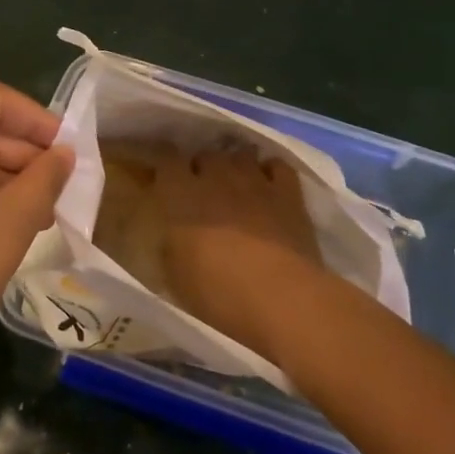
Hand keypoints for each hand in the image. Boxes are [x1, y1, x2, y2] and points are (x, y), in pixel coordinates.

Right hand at [153, 147, 328, 362]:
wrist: (281, 298)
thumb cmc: (217, 292)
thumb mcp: (175, 275)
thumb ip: (170, 244)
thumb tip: (173, 234)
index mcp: (180, 194)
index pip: (167, 158)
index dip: (166, 163)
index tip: (166, 176)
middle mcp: (216, 177)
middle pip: (206, 154)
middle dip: (203, 167)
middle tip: (203, 190)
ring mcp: (254, 181)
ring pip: (241, 155)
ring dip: (235, 167)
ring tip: (237, 185)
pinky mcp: (288, 193)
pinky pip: (276, 165)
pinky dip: (270, 171)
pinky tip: (269, 186)